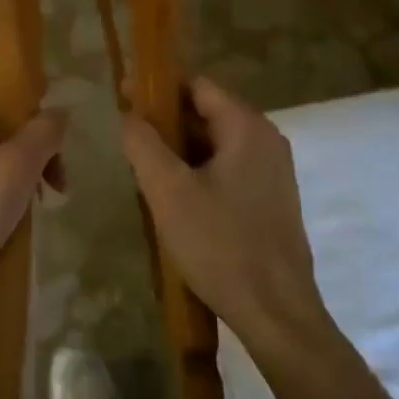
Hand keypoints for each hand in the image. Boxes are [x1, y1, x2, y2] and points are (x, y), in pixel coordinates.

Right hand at [120, 77, 325, 348]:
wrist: (275, 312)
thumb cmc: (220, 244)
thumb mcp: (168, 190)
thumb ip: (143, 143)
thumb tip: (129, 115)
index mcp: (247, 128)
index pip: (197, 85)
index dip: (157, 88)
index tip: (122, 97)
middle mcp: (266, 141)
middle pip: (207, 113)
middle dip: (165, 121)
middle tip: (127, 138)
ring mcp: (272, 172)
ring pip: (215, 145)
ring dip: (179, 150)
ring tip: (143, 169)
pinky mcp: (270, 200)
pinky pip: (227, 170)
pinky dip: (198, 172)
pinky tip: (173, 197)